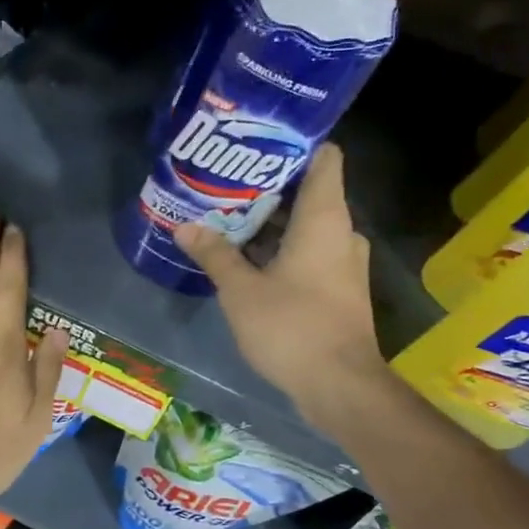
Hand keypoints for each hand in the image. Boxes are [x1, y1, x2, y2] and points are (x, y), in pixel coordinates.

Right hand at [172, 143, 386, 421]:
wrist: (339, 386)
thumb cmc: (291, 327)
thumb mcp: (241, 290)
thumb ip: (214, 253)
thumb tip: (185, 225)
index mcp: (324, 219)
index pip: (324, 157)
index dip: (294, 144)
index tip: (257, 142)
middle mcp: (341, 232)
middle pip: (308, 192)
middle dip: (267, 187)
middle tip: (224, 183)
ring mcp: (344, 262)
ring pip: (307, 226)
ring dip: (271, 222)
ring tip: (226, 217)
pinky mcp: (339, 288)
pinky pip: (309, 252)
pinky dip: (281, 249)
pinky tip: (245, 258)